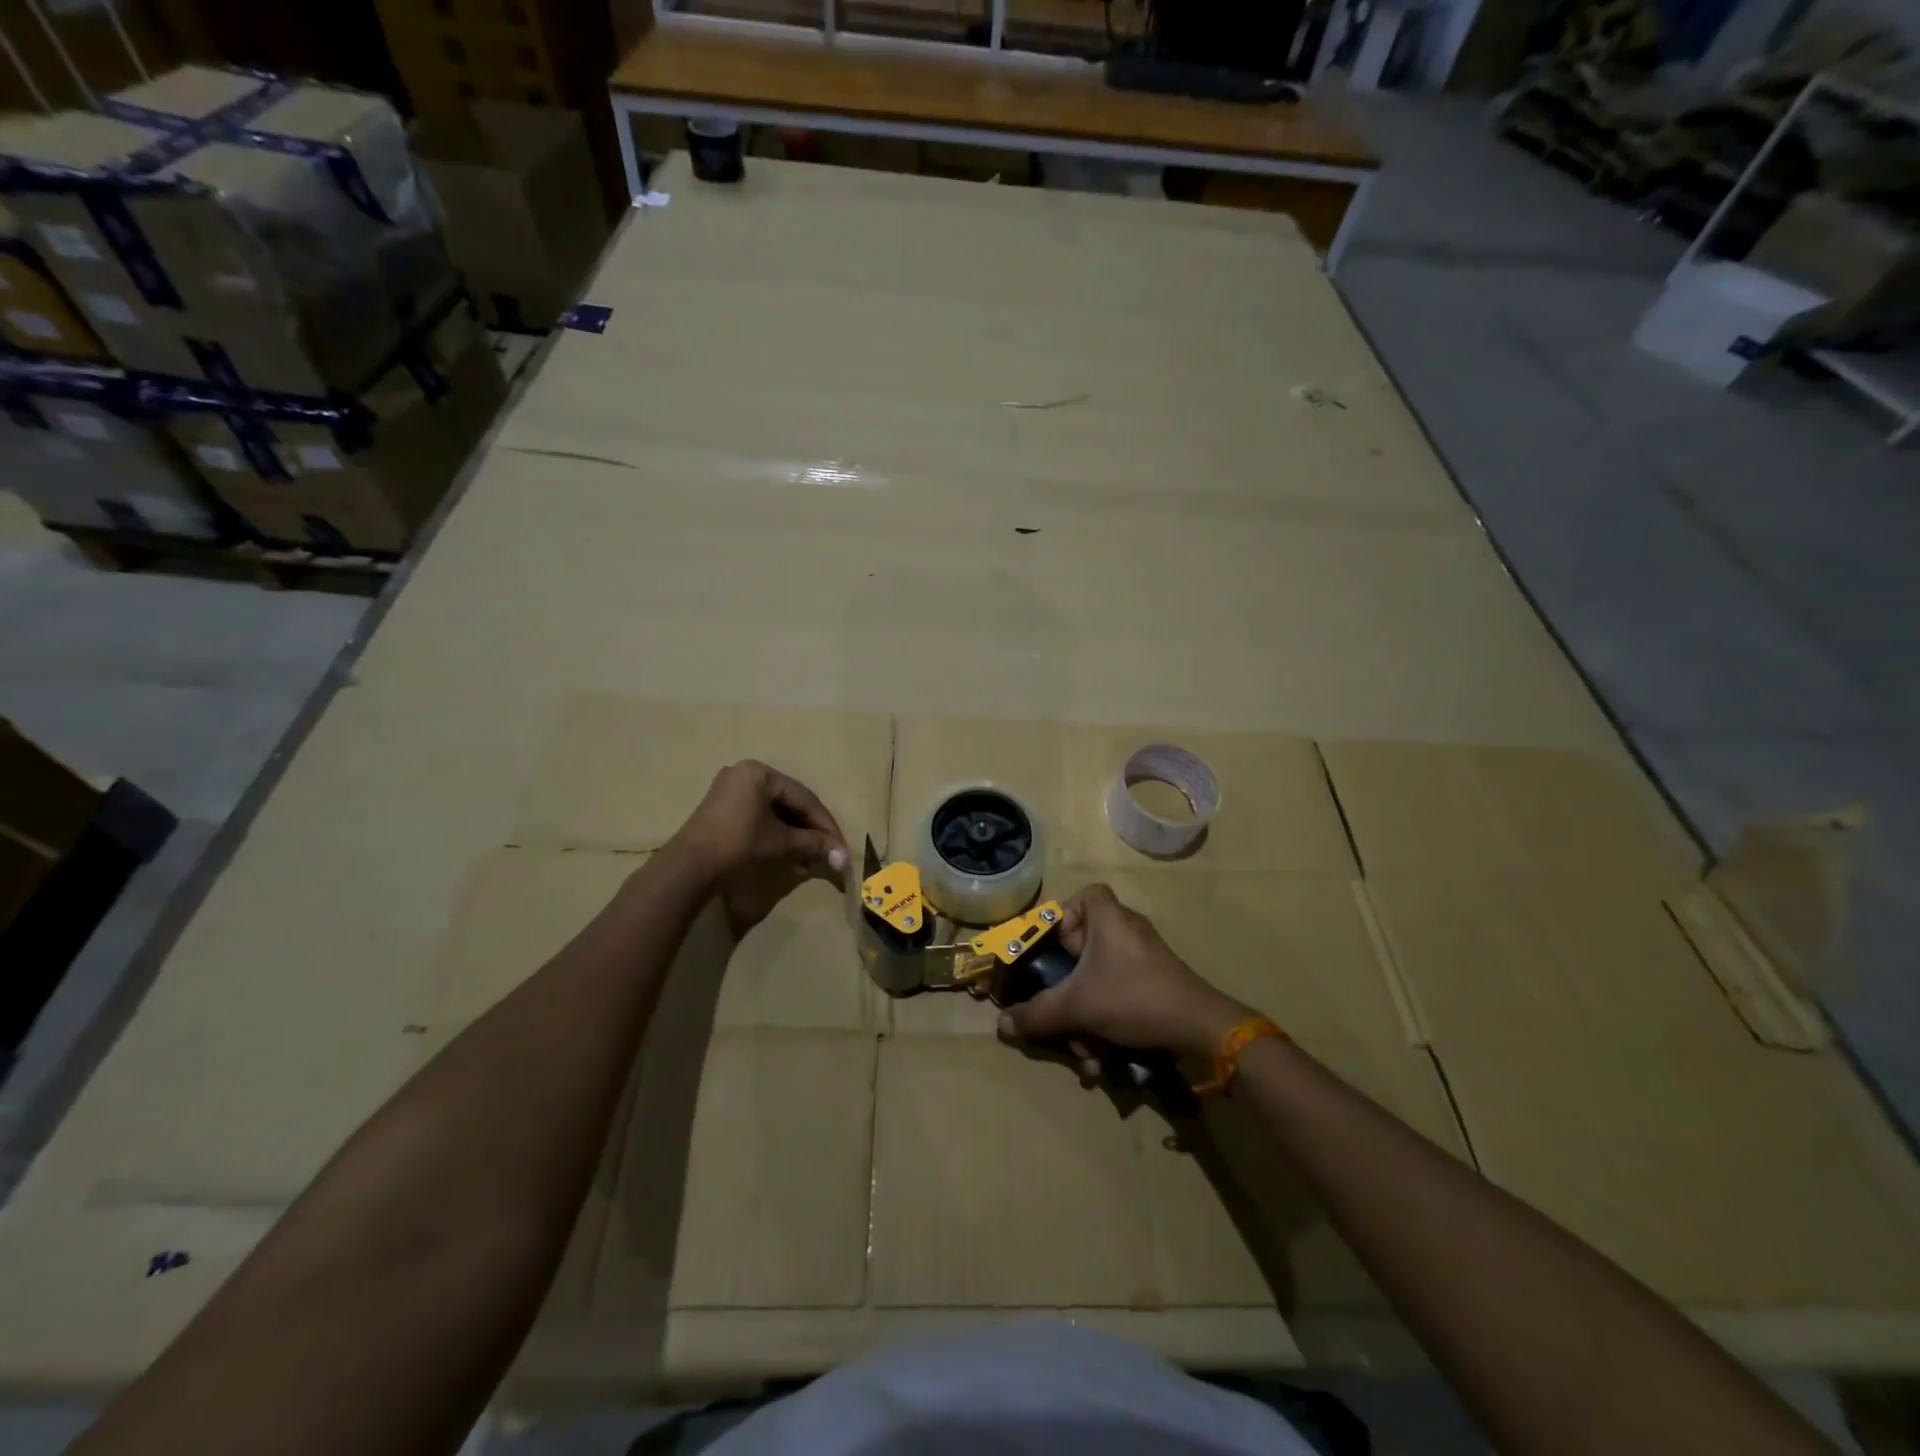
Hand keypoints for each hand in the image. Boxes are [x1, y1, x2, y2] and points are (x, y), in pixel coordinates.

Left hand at [668, 761, 848, 932]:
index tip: (840, 846)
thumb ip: (813, 843)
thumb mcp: (780, 842)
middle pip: (790, 800)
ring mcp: (730, 788)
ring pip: (775, 808)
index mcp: (760, 772)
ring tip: (811, 851)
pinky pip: (759, 813)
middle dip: (811, 827)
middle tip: (828, 849)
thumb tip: (843, 858)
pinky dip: (776, 829)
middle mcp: (744, 772)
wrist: (689, 867)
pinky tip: (789, 846)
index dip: (826, 824)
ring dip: (795, 830)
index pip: (804, 798)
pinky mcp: (722, 806)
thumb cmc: (739, 844)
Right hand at [998, 883, 1251, 1059]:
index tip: (1051, 947)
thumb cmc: (1133, 997)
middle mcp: (1127, 932)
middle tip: (1057, 1007)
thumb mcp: (1078, 1006)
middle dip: (1067, 986)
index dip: (1064, 916)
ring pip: (1099, 979)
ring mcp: (1144, 959)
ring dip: (1084, 1016)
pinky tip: (1101, 1058)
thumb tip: (1002, 1024)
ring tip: (1082, 1051)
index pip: (1087, 895)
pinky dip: (1105, 1022)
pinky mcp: (1155, 985)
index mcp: (1110, 919)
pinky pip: (1118, 994)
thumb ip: (1038, 1014)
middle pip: (1085, 946)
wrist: (1200, 1028)